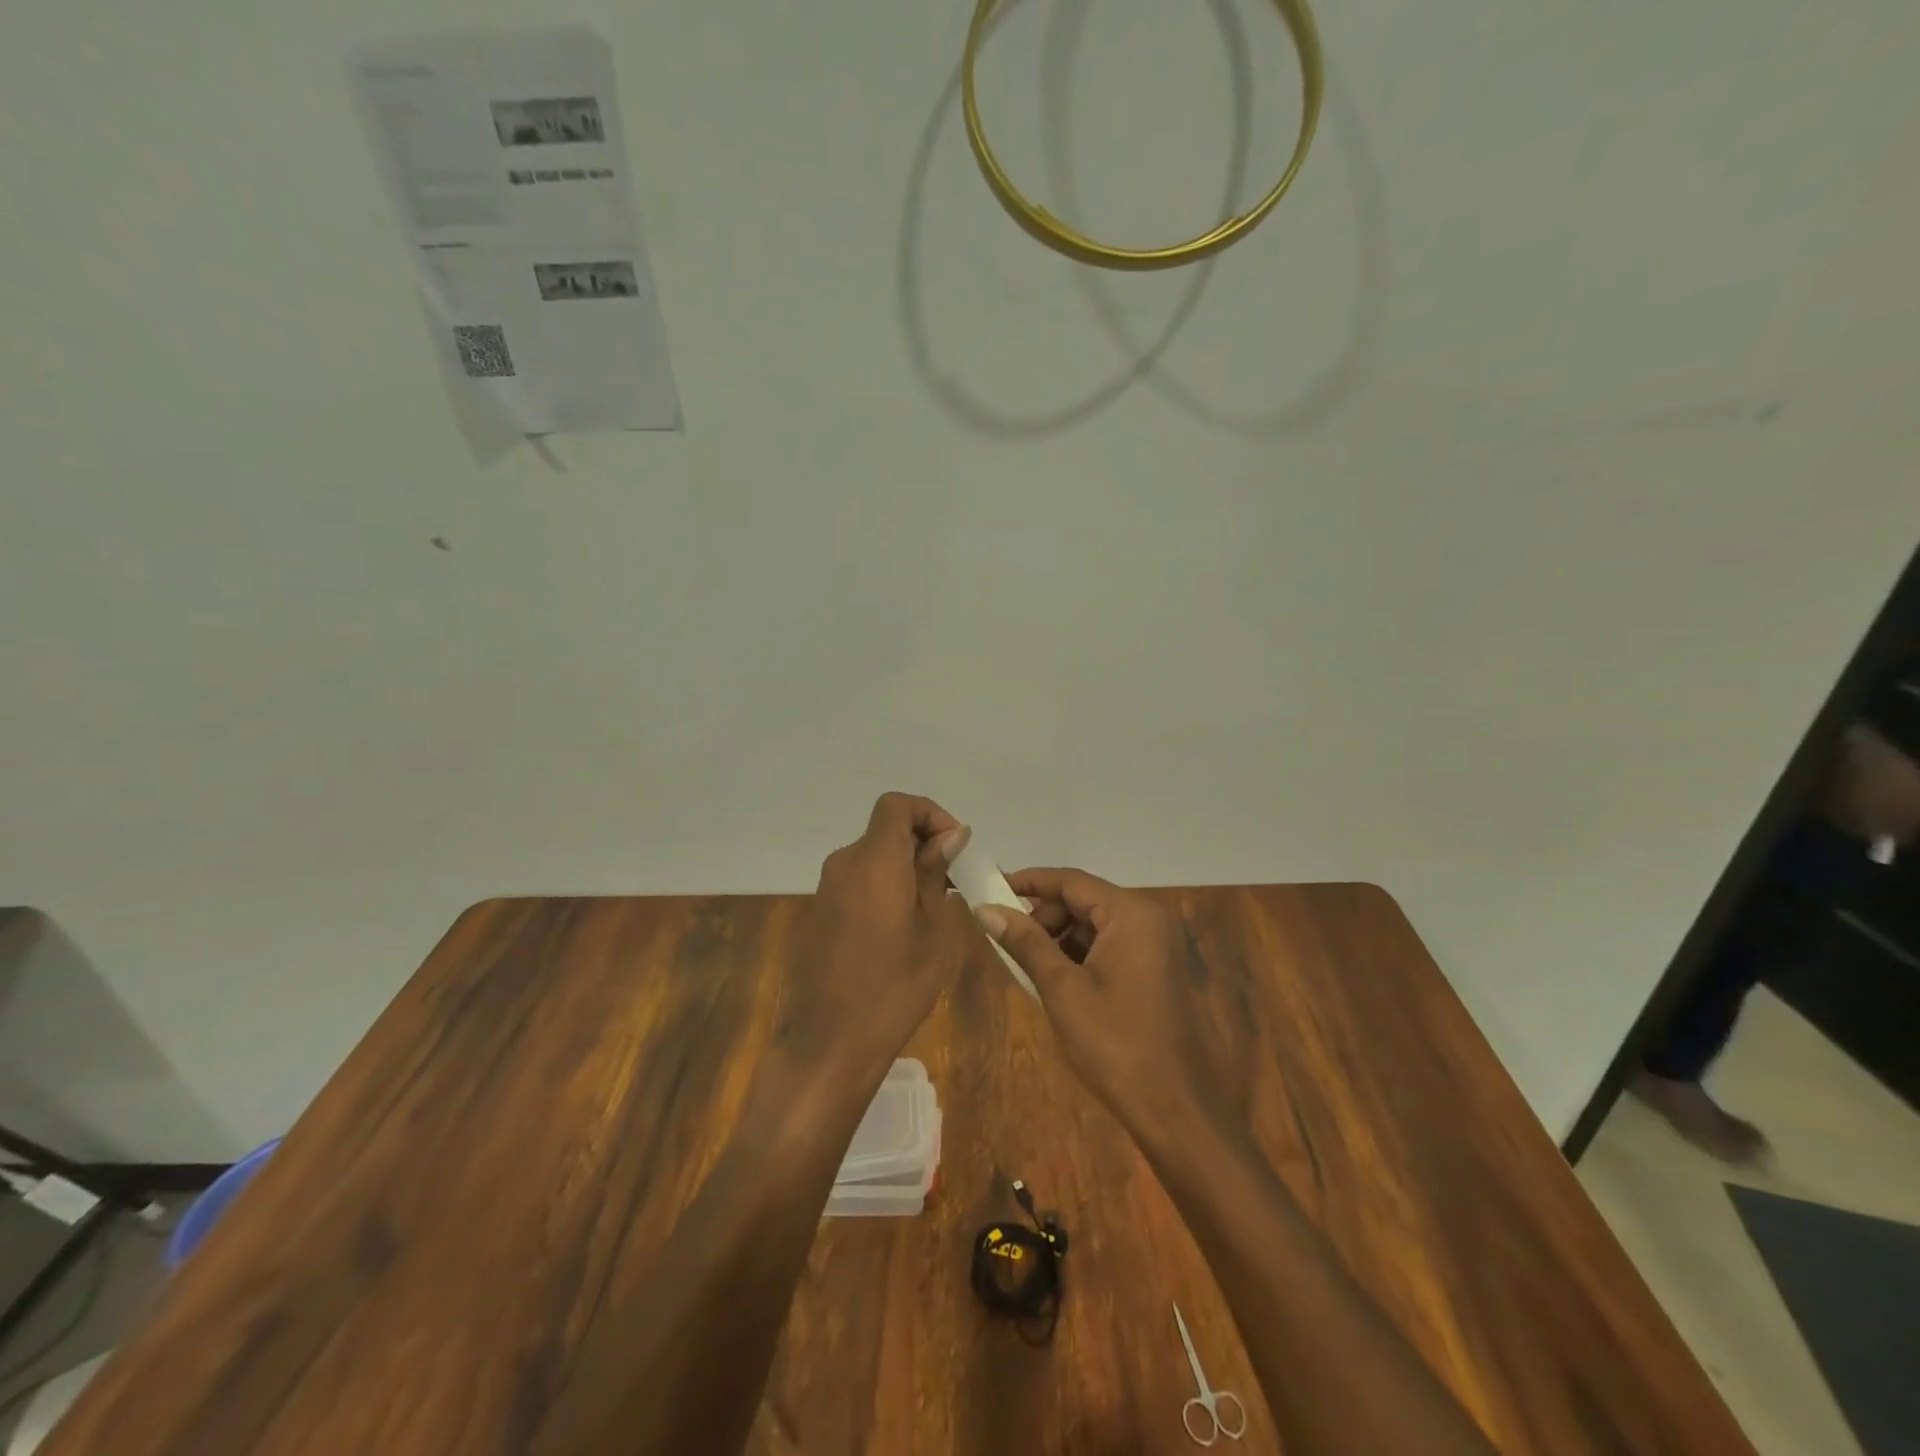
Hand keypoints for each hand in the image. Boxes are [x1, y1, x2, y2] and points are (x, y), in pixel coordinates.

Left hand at [779, 793, 970, 1083]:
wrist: (831, 1042)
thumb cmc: (896, 986)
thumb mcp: (934, 930)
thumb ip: (936, 873)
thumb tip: (950, 835)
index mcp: (874, 862)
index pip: (896, 805)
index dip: (929, 813)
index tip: (955, 845)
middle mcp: (844, 864)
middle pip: (885, 829)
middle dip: (922, 842)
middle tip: (953, 879)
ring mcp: (827, 888)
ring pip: (873, 856)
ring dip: (904, 865)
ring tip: (933, 905)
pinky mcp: (820, 911)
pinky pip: (858, 880)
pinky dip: (884, 884)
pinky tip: (902, 924)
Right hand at [976, 868, 1232, 1147]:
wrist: (1174, 1109)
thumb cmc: (1115, 1044)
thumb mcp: (1062, 990)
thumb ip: (1025, 942)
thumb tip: (985, 908)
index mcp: (1131, 915)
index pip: (1071, 881)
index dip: (1028, 882)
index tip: (990, 889)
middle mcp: (1149, 919)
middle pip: (1084, 899)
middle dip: (1044, 915)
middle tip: (1009, 940)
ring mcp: (1157, 945)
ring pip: (1095, 924)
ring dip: (1060, 937)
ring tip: (1029, 966)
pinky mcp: (1156, 969)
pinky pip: (1110, 945)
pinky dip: (1080, 954)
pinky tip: (1057, 981)